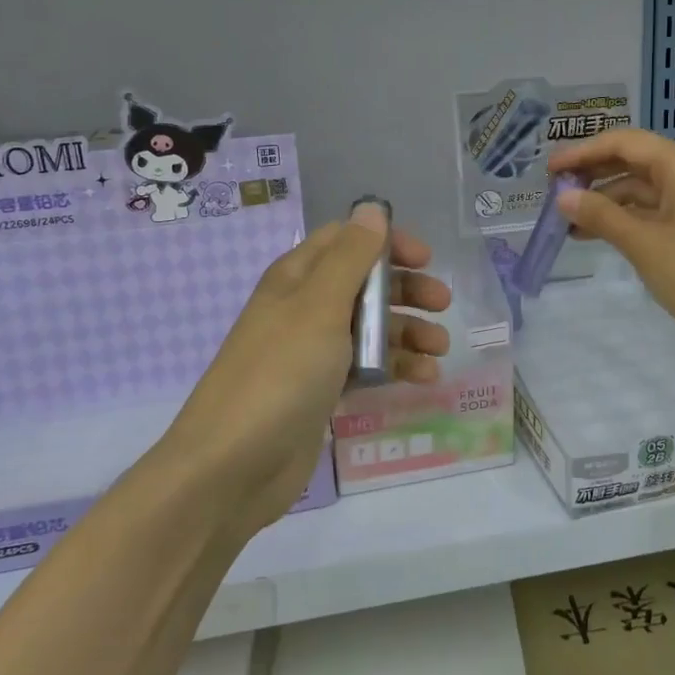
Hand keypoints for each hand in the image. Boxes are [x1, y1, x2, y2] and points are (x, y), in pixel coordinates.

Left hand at [167, 203, 451, 537]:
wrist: (232, 466)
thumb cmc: (280, 373)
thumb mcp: (319, 306)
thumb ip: (351, 257)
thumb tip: (371, 207)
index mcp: (297, 278)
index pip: (346, 240)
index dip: (386, 243)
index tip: (425, 260)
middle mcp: (304, 308)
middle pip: (364, 284)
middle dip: (406, 290)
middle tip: (443, 305)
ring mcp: (312, 352)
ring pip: (370, 328)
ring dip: (408, 331)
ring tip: (440, 349)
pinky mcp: (320, 391)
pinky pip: (366, 367)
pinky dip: (395, 368)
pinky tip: (424, 379)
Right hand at [549, 129, 674, 354]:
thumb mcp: (642, 243)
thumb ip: (600, 215)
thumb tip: (563, 198)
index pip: (623, 143)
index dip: (582, 153)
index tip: (549, 170)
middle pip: (632, 160)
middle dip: (592, 175)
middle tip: (553, 192)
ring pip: (640, 187)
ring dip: (605, 200)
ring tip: (567, 221)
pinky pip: (653, 208)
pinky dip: (625, 217)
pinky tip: (595, 233)